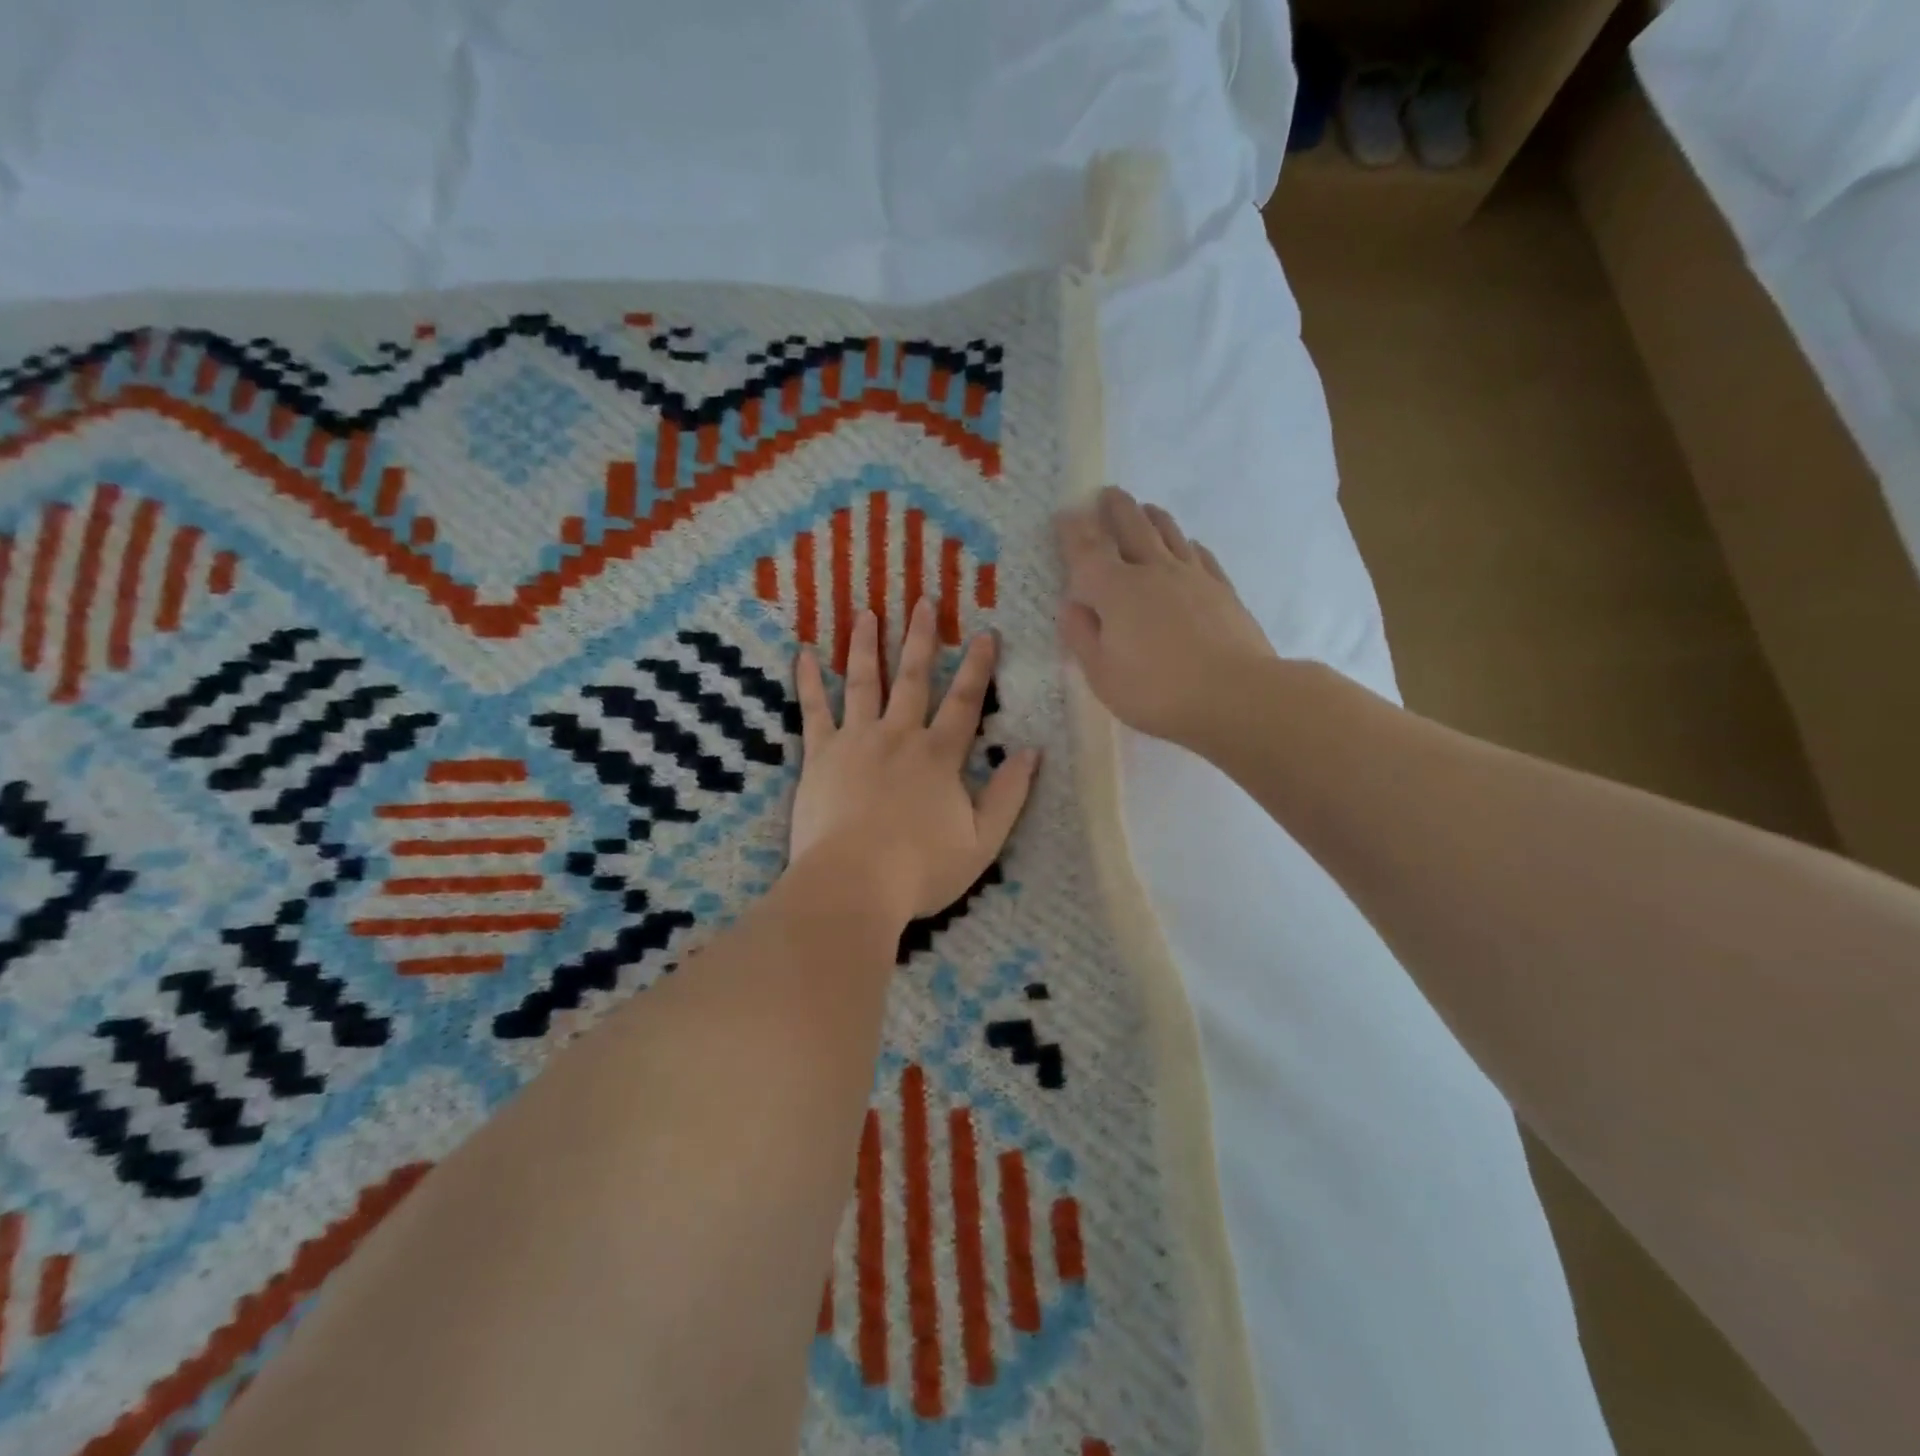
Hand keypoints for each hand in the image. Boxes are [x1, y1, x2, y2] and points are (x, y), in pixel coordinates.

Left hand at [789, 599, 1039, 924]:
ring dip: (866, 645)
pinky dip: (808, 681)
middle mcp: (899, 736)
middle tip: (922, 600)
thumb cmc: (921, 869)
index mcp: (939, 756)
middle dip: (920, 638)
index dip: (977, 666)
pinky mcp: (820, 756)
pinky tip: (803, 654)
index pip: (965, 701)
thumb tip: (1032, 752)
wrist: (853, 885)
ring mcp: (856, 741)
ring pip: (863, 682)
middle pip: (912, 678)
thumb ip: (1009, 795)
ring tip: (867, 612)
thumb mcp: (983, 841)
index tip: (985, 633)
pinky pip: (814, 710)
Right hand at [1056, 486, 1274, 748]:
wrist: (1236, 696)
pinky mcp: (1222, 590)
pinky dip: (1189, 544)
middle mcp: (1153, 571)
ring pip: (1169, 534)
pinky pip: (1201, 555)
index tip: (1064, 514)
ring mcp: (1192, 577)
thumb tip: (1071, 604)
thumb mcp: (1102, 674)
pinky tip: (1190, 545)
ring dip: (1152, 517)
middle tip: (1107, 494)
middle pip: (1132, 528)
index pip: (1087, 551)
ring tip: (1145, 508)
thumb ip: (1082, 636)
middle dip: (1116, 509)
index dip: (1072, 531)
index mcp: (1116, 590)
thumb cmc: (1157, 691)